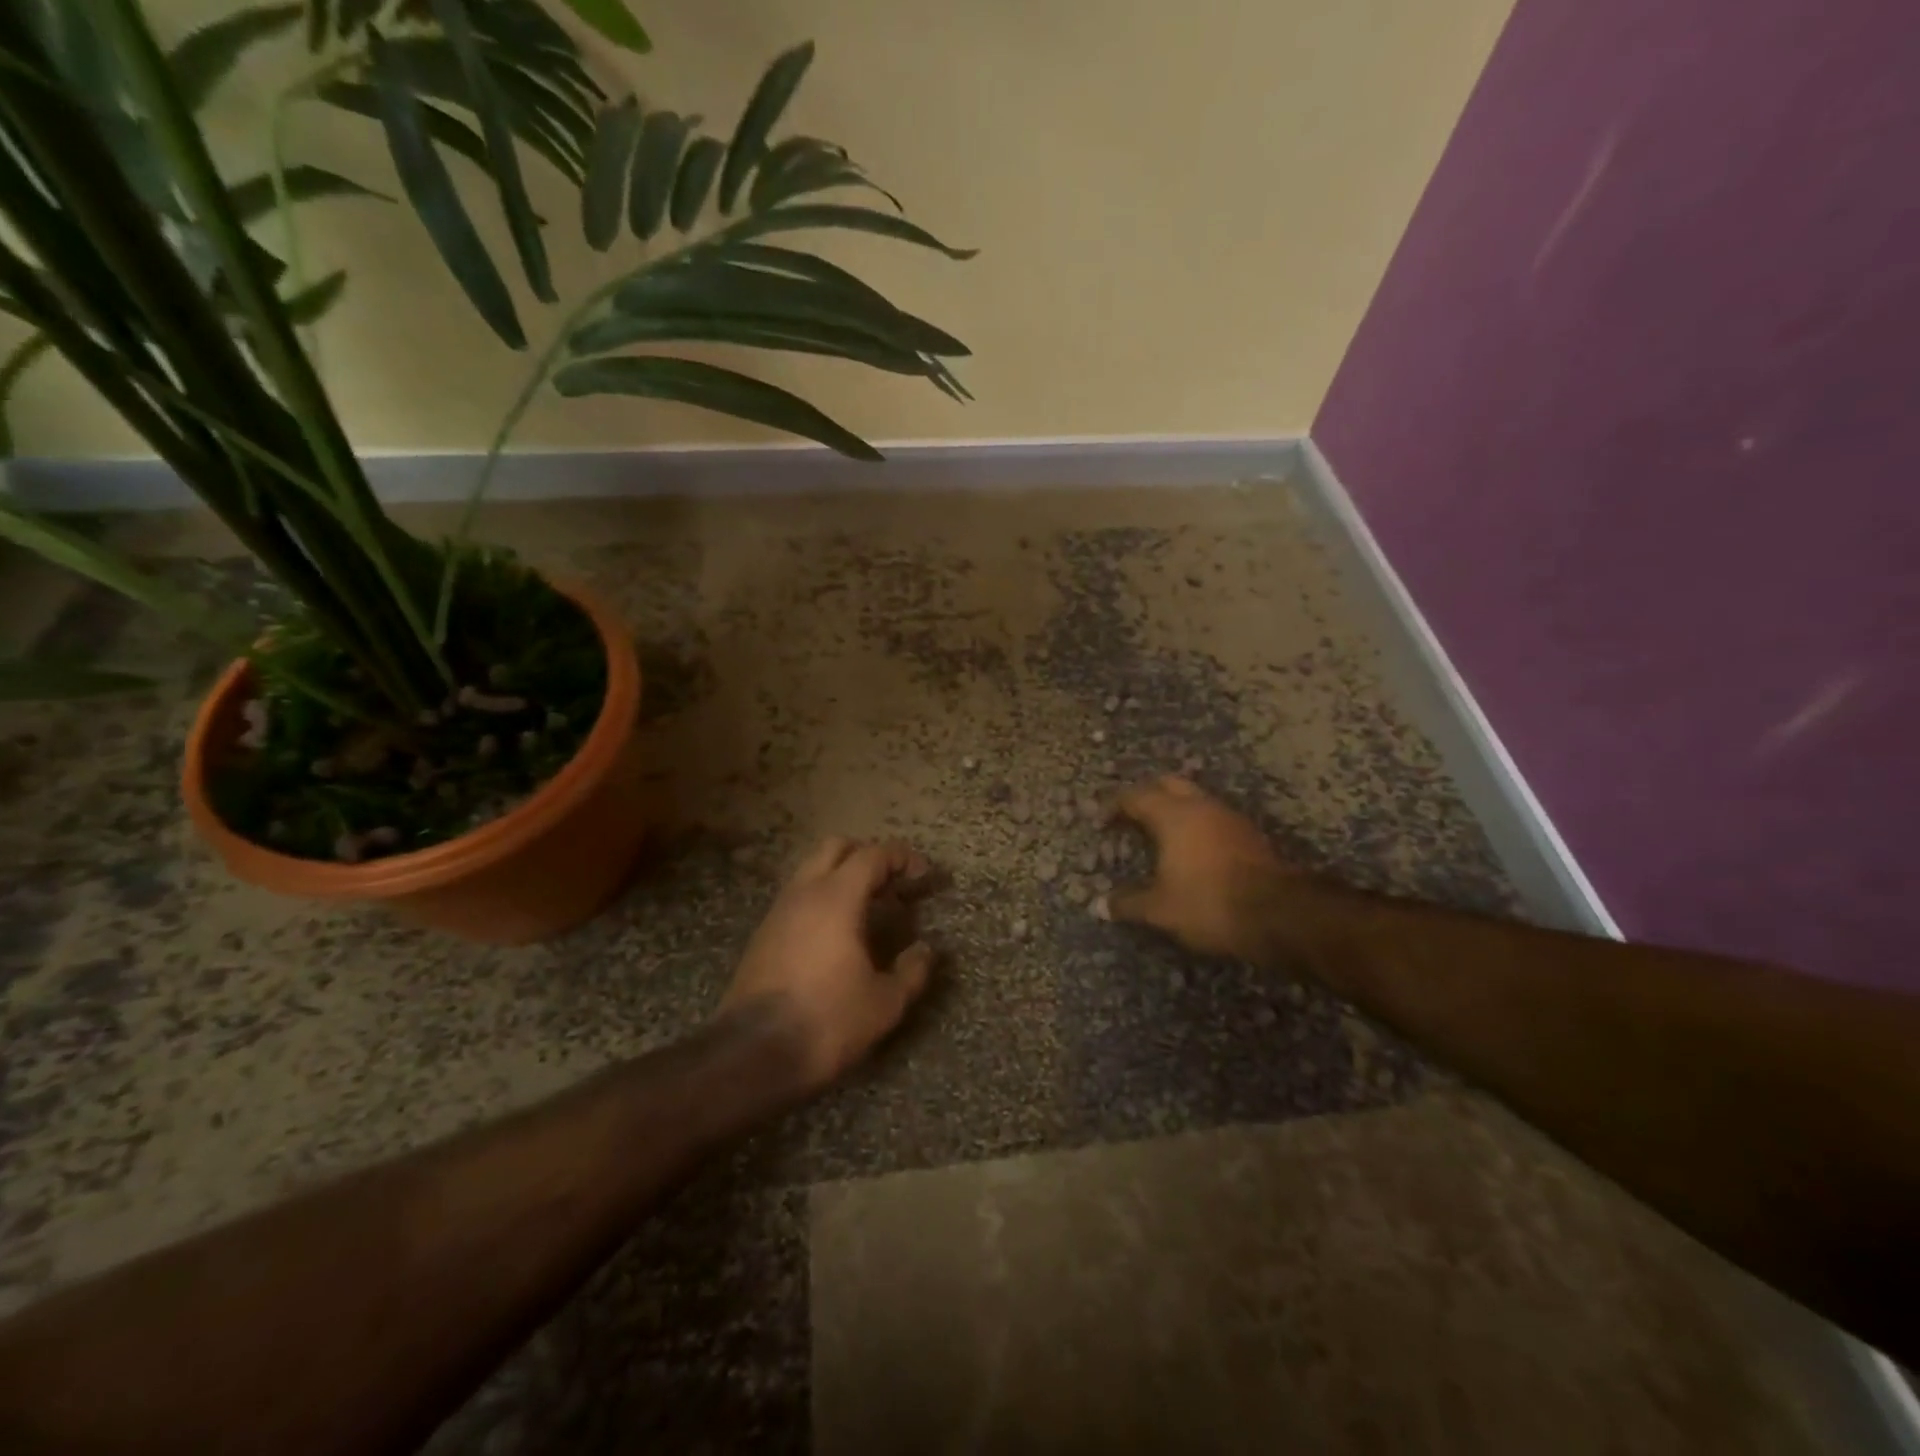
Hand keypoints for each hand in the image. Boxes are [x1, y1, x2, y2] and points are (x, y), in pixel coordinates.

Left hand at [720, 837, 936, 1093]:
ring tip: (868, 909)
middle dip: (868, 856)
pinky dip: (822, 898)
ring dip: (842, 876)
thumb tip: (925, 950)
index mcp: (837, 898)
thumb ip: (912, 970)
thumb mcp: (885, 1003)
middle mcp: (804, 893)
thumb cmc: (827, 1022)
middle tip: (892, 884)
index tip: (923, 875)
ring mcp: (778, 911)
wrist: (751, 1054)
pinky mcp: (762, 934)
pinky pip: (798, 896)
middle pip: (836, 847)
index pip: (873, 856)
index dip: (902, 858)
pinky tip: (837, 934)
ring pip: (812, 870)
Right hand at [1102, 776, 1289, 958]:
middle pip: (1168, 784)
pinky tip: (1192, 849)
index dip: (1114, 805)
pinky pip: (1214, 818)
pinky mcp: (1250, 835)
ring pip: (1196, 799)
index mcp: (1173, 815)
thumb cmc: (1209, 903)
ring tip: (1160, 833)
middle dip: (1147, 795)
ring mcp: (1230, 818)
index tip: (1101, 821)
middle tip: (1132, 815)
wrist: (1280, 914)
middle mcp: (1201, 806)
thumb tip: (1101, 905)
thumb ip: (1129, 903)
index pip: (1135, 796)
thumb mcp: (1160, 909)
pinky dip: (1197, 825)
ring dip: (1176, 809)